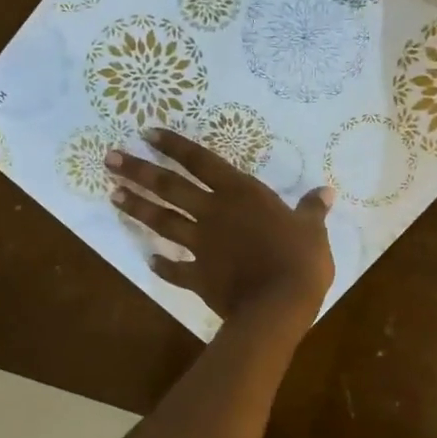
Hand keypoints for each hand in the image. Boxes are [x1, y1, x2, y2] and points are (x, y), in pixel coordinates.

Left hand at [107, 128, 334, 329]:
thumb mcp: (313, 230)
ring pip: (163, 221)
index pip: (201, 161)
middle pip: (169, 187)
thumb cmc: (300, 260)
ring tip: (112, 195)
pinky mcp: (198, 275)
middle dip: (138, 171)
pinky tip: (149, 261)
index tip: (147, 133)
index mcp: (241, 194)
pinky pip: (175, 270)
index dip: (174, 146)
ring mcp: (202, 245)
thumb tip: (326, 192)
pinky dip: (162, 266)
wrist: (278, 305)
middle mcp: (214, 213)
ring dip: (138, 208)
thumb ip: (312, 209)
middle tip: (110, 158)